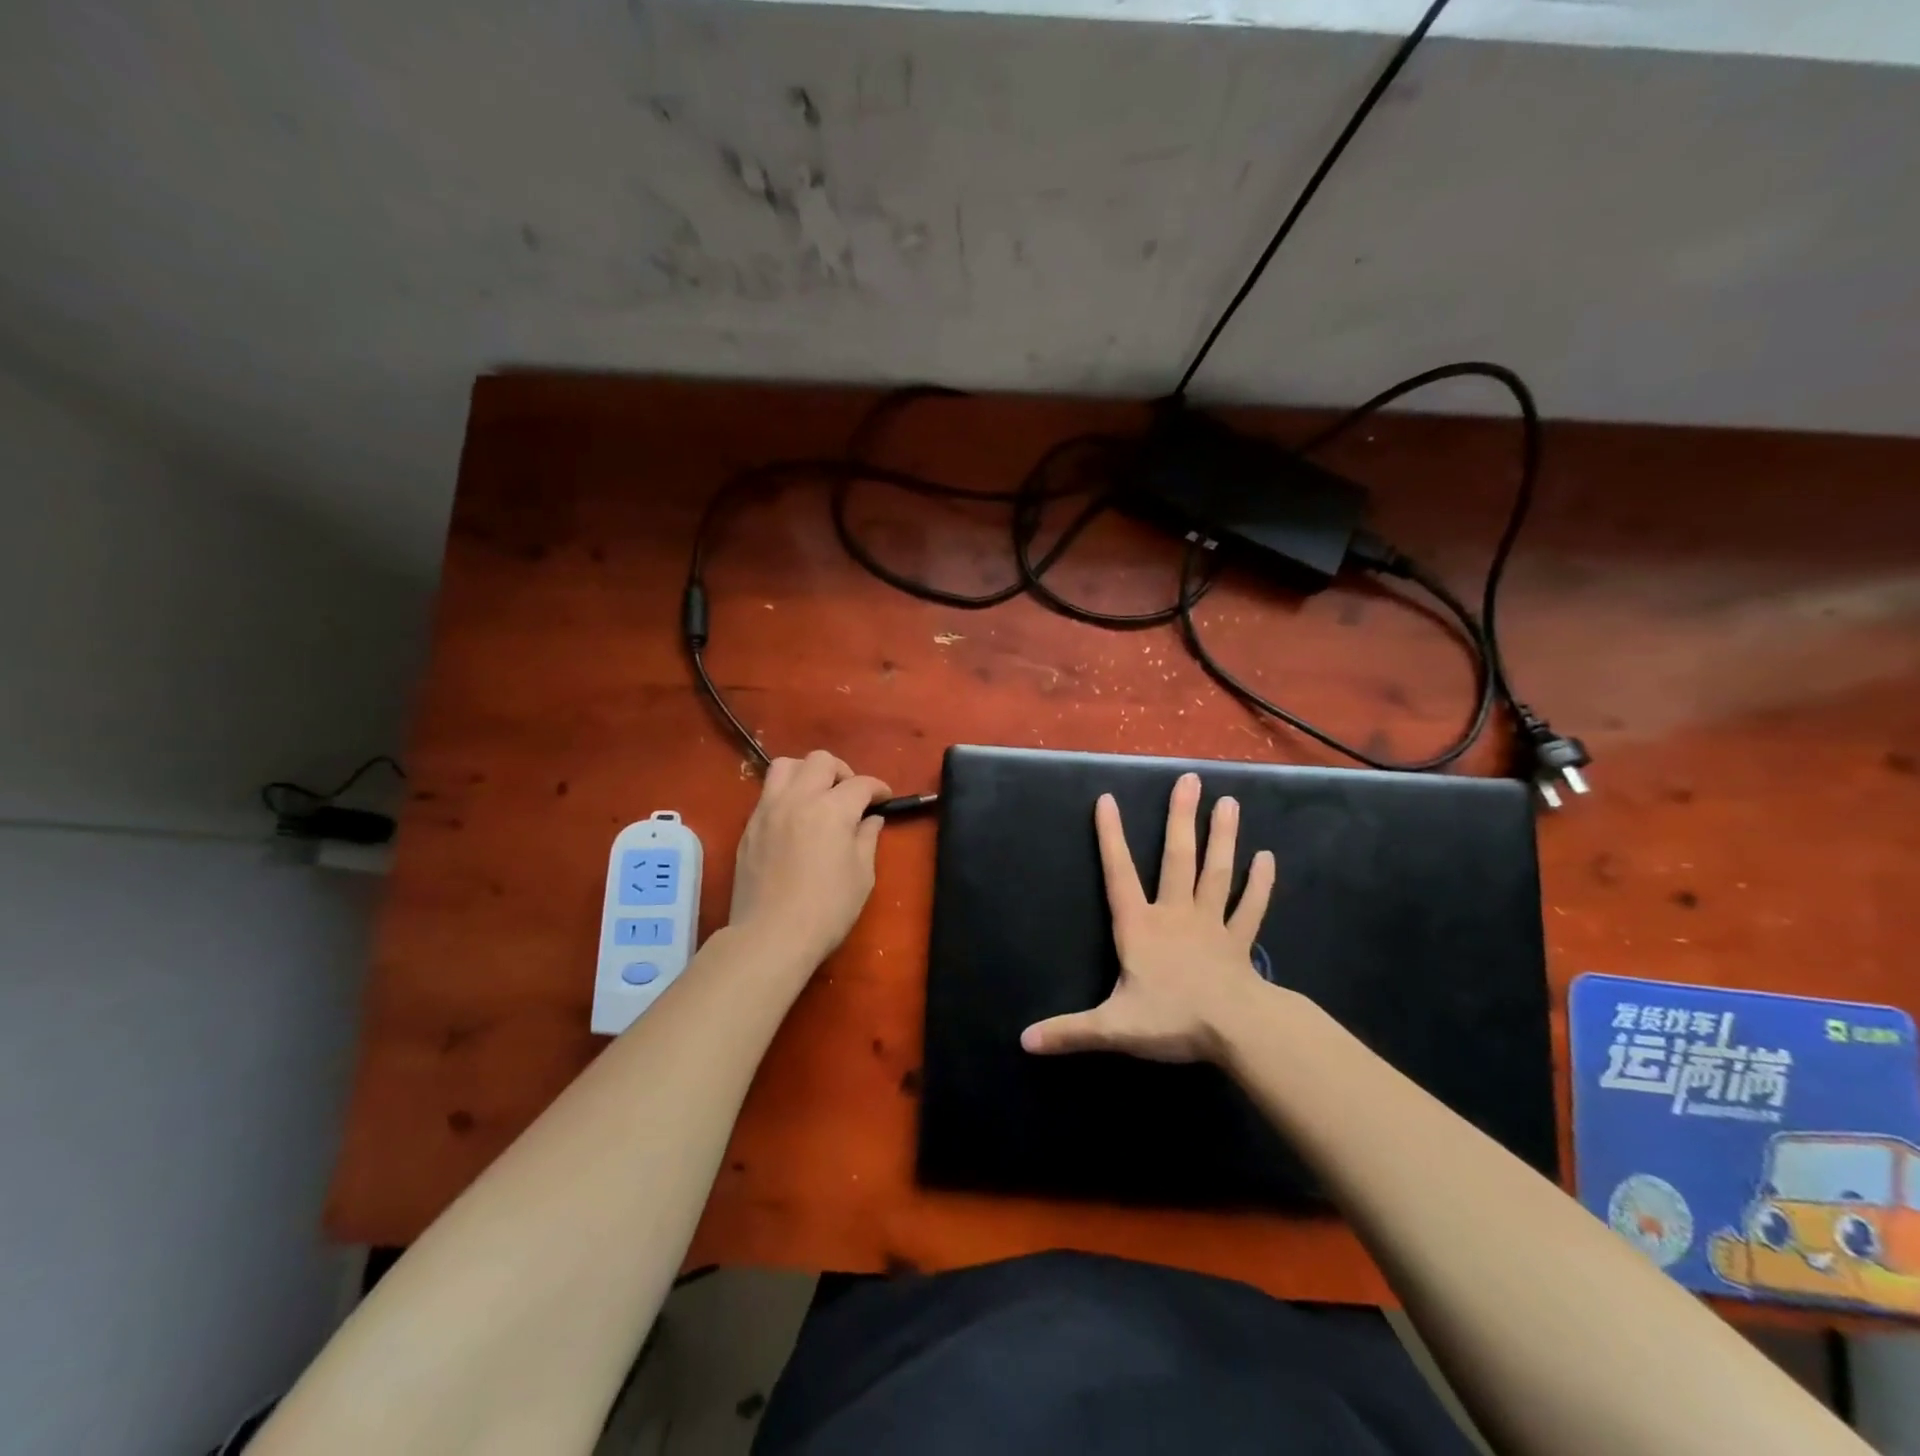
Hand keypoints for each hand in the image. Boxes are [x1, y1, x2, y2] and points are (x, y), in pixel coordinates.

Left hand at [729, 750, 890, 973]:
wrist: (771, 936)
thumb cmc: (827, 909)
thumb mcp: (862, 875)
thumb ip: (867, 839)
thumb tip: (870, 819)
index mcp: (832, 809)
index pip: (860, 784)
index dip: (878, 788)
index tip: (884, 799)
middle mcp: (798, 799)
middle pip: (821, 761)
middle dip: (842, 772)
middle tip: (850, 795)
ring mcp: (768, 809)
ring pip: (786, 765)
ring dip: (807, 772)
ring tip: (817, 795)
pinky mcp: (749, 826)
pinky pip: (767, 792)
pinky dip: (786, 793)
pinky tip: (795, 817)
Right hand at [1022, 772, 1275, 1063]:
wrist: (1237, 1032)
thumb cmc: (1172, 1020)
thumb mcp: (1113, 1028)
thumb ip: (1069, 1031)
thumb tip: (1024, 1041)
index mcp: (1141, 927)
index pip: (1119, 874)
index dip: (1110, 837)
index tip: (1107, 799)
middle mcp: (1175, 914)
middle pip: (1177, 858)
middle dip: (1180, 818)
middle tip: (1189, 779)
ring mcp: (1212, 925)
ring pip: (1216, 873)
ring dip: (1222, 837)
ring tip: (1229, 801)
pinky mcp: (1239, 942)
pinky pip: (1251, 908)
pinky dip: (1259, 884)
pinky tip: (1267, 857)